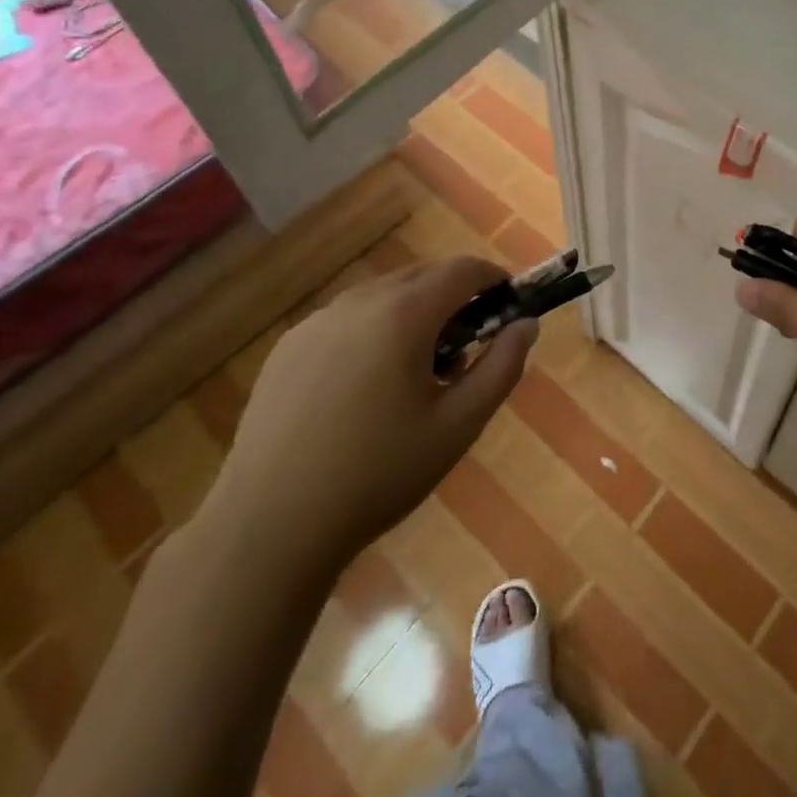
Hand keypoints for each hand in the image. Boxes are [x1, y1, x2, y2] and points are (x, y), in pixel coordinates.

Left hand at [206, 256, 535, 586]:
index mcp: (404, 314)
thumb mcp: (458, 425)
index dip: (493, 279)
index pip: (463, 270)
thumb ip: (502, 367)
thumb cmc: (378, 475)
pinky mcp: (288, 345)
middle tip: (465, 348)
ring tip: (414, 372)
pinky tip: (364, 388)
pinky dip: (372, 331)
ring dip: (412, 313)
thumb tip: (526, 324)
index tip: (508, 303)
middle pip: (422, 277)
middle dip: (454, 298)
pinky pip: (346, 319)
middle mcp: (359, 301)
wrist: (270, 526)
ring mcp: (317, 321)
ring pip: (383, 296)